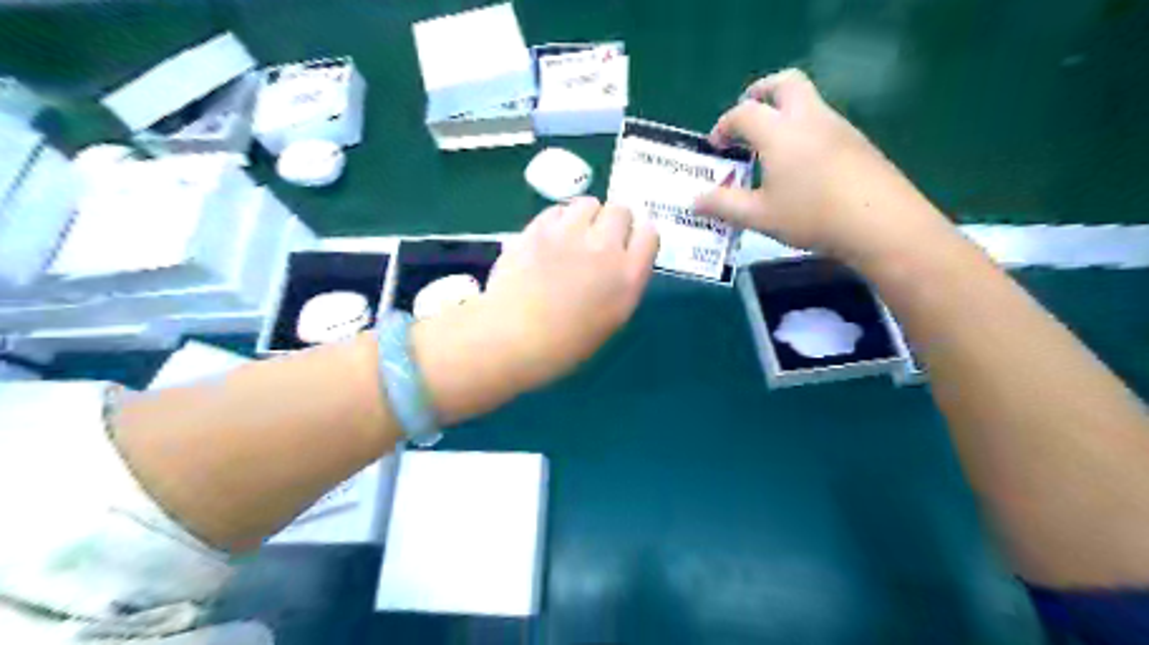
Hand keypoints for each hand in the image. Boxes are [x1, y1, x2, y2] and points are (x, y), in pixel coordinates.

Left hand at [413, 198, 659, 424]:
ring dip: (586, 216)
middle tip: (598, 240)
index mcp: (627, 277)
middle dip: (614, 222)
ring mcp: (569, 234)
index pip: (650, 234)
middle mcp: (604, 248)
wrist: (512, 339)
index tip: (628, 246)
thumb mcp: (610, 319)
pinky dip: (558, 220)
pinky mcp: (538, 228)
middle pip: (621, 211)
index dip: (639, 237)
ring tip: (573, 235)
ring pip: (589, 202)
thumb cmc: (564, 345)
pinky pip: (557, 210)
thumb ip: (621, 283)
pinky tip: (549, 239)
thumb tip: (617, 261)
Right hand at [696, 66, 958, 270]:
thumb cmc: (811, 216)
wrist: (880, 222)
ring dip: (784, 112)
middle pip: (783, 84)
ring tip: (770, 148)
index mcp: (779, 132)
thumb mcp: (759, 216)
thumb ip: (724, 205)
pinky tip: (802, 165)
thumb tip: (695, 202)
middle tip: (747, 116)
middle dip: (760, 93)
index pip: (743, 114)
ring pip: (807, 101)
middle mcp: (808, 118)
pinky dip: (804, 129)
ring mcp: (837, 126)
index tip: (716, 147)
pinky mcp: (857, 141)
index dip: (724, 126)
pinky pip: (823, 121)